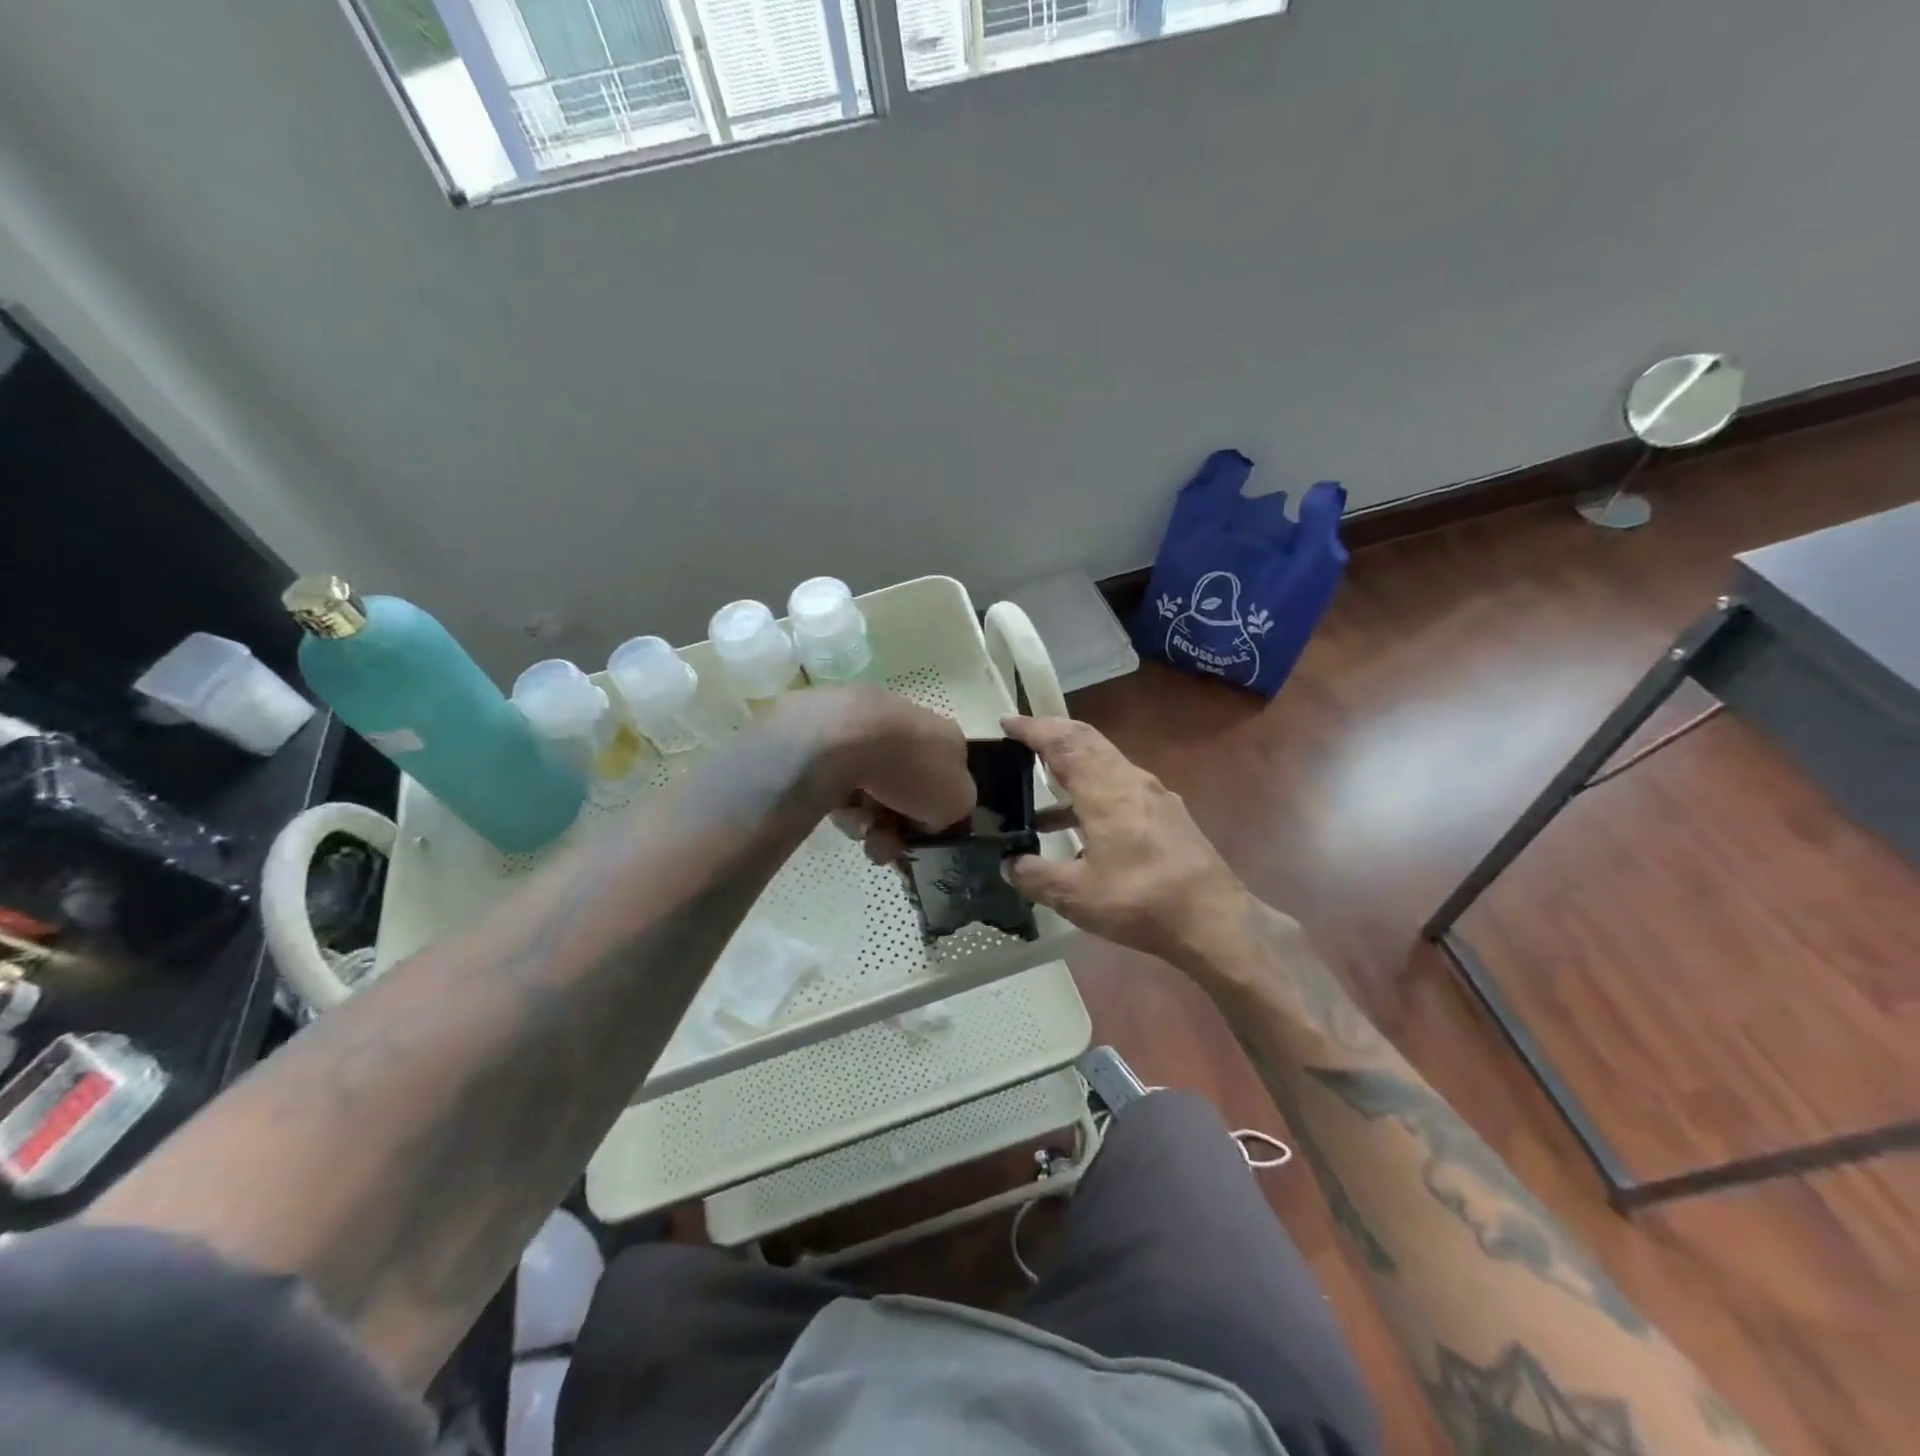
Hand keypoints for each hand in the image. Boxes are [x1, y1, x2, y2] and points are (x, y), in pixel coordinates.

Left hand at [776, 687, 975, 861]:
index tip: (922, 836)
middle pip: (905, 795)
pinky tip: (843, 810)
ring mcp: (866, 737)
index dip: (934, 814)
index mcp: (945, 737)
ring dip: (870, 824)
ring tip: (863, 829)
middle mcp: (908, 730)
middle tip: (886, 845)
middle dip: (896, 828)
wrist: (848, 739)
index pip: (945, 780)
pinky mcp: (829, 748)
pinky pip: (842, 790)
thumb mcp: (958, 800)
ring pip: (872, 797)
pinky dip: (845, 808)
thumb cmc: (914, 768)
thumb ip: (955, 809)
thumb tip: (931, 814)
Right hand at [1000, 715, 1253, 967]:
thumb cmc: (1140, 900)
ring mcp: (1154, 796)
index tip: (1007, 723)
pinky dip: (1091, 792)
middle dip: (1053, 735)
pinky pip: (1119, 787)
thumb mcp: (1076, 895)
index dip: (1033, 729)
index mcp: (1106, 790)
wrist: (1215, 921)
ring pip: (1105, 763)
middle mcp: (1131, 780)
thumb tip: (1009, 865)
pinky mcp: (1166, 815)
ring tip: (1039, 792)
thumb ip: (1036, 876)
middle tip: (1022, 740)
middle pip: (1087, 741)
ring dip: (1072, 768)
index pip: (1063, 743)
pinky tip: (1078, 828)